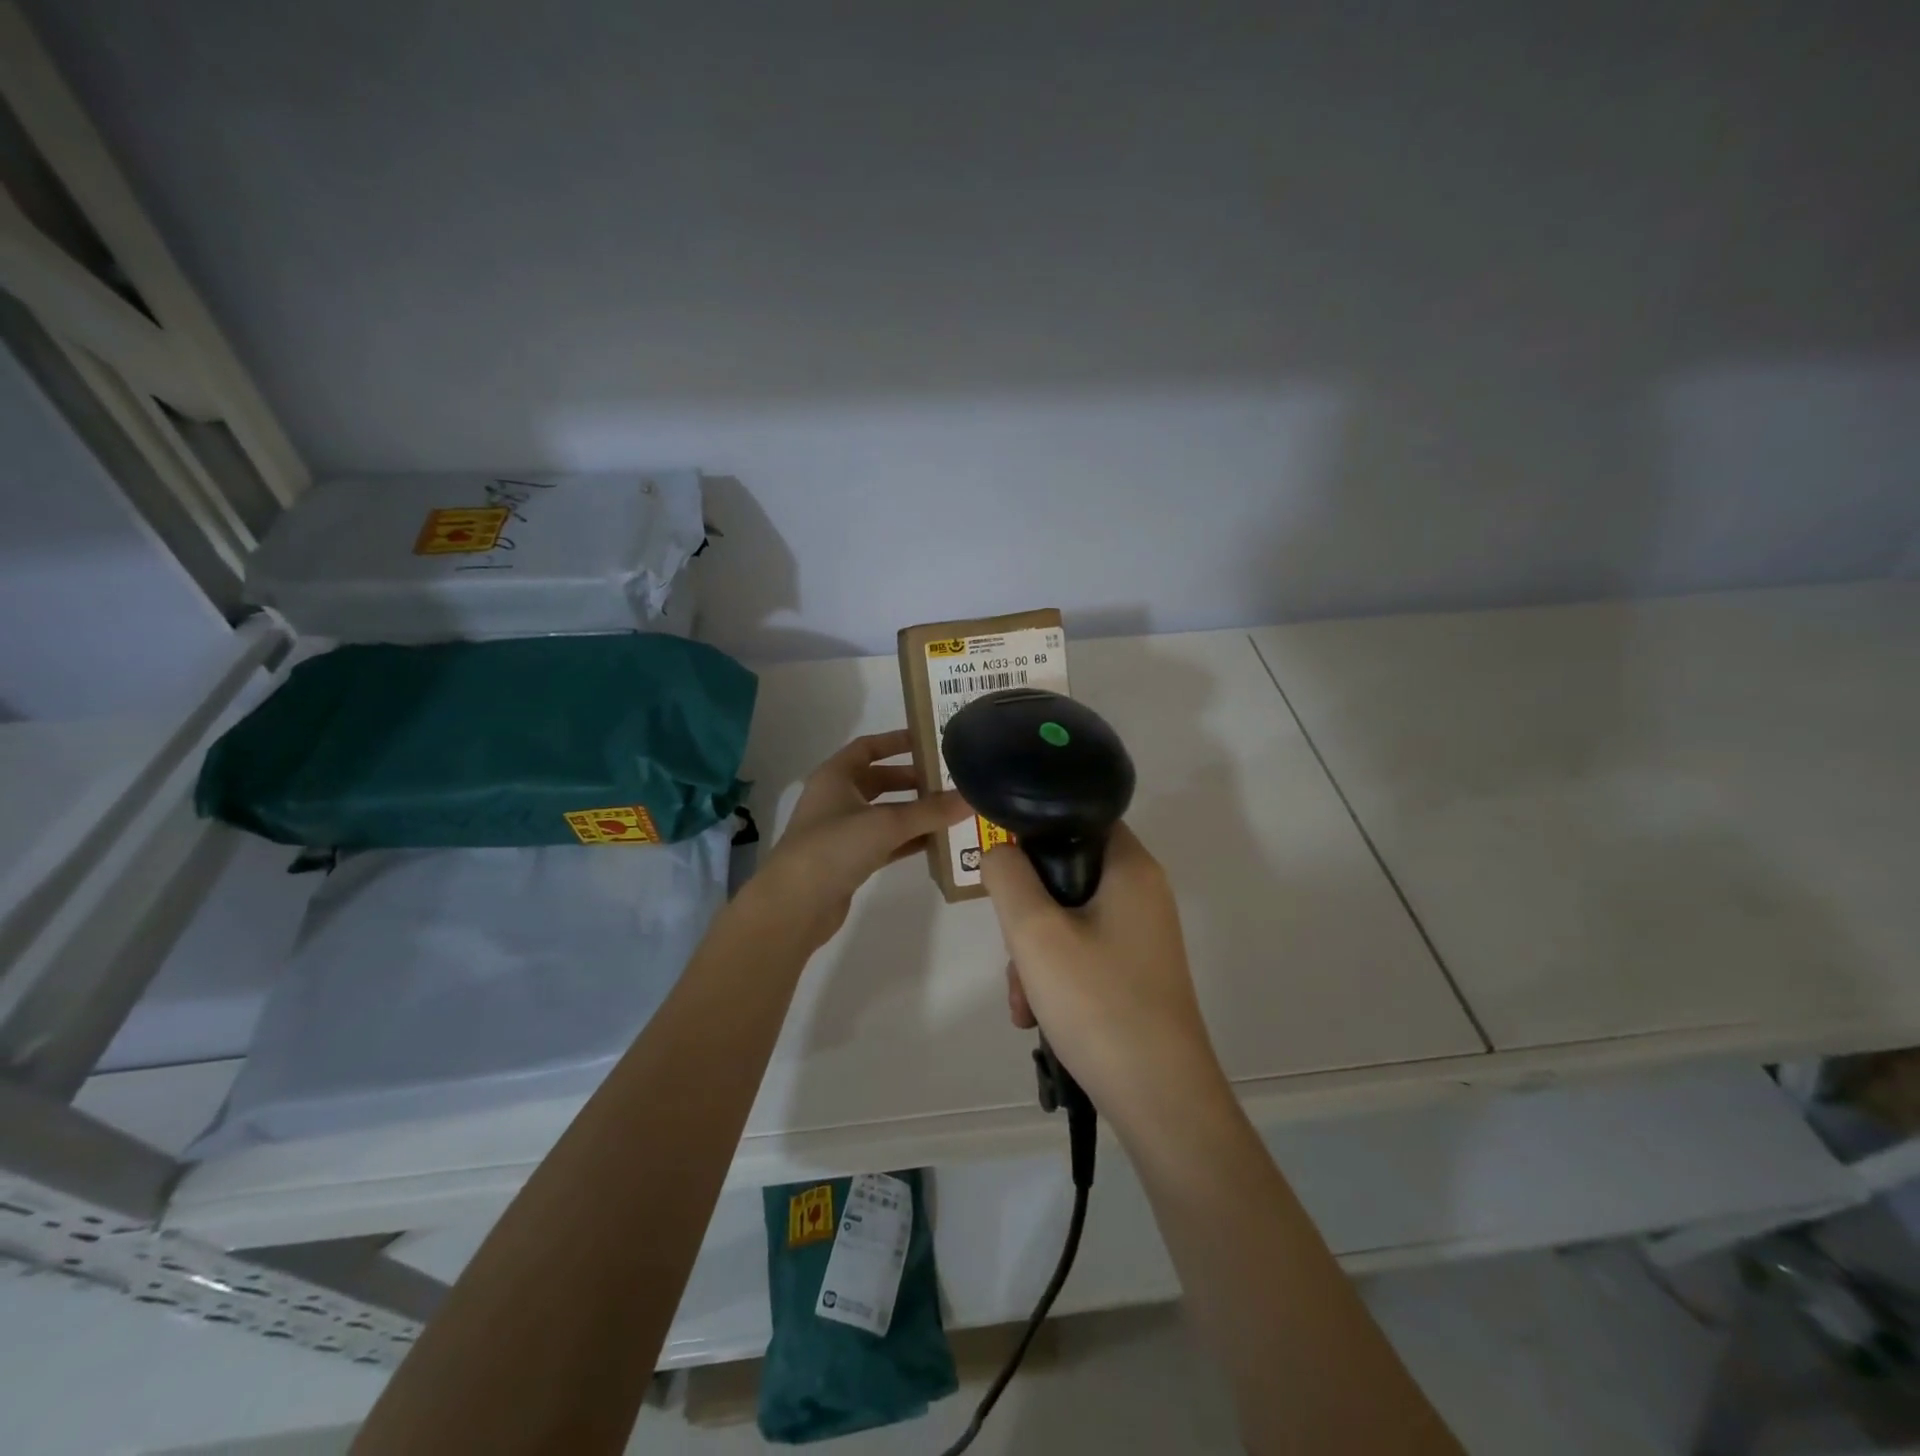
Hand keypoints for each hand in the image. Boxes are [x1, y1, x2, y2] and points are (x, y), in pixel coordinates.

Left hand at [756, 730, 968, 946]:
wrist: (795, 904)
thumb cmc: (834, 847)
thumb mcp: (886, 823)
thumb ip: (930, 811)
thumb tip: (972, 797)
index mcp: (835, 776)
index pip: (868, 747)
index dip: (897, 741)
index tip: (930, 741)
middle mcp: (836, 798)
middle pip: (879, 780)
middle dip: (913, 780)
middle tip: (949, 781)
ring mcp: (841, 831)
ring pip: (884, 813)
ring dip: (914, 812)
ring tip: (951, 811)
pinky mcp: (849, 860)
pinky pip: (885, 842)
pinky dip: (908, 840)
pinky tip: (937, 843)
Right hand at [983, 823, 1225, 1127]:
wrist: (1160, 1099)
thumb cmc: (1098, 1002)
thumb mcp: (1034, 932)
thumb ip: (1007, 876)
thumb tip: (1001, 853)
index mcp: (1131, 867)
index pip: (1079, 818)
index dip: (1036, 834)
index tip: (1007, 872)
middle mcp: (1143, 892)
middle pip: (1067, 873)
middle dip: (1027, 914)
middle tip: (1015, 953)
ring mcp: (1142, 934)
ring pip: (1069, 918)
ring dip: (1035, 954)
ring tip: (1023, 1001)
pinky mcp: (1136, 970)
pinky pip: (1084, 951)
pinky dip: (1056, 976)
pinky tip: (1037, 1017)